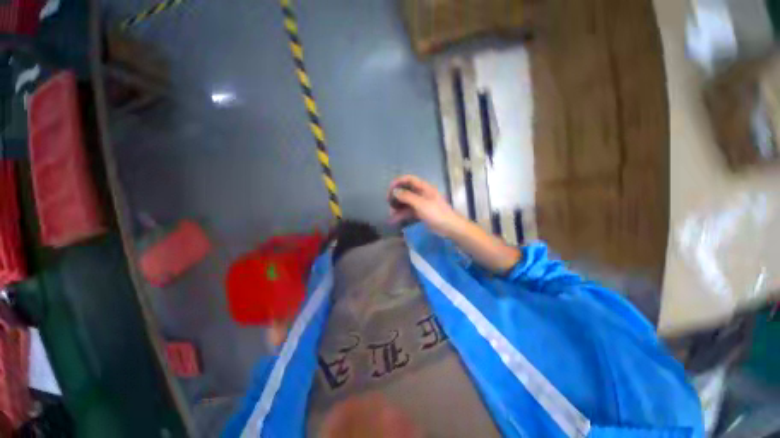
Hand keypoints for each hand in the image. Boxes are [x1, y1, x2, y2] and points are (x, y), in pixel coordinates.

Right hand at [387, 175, 464, 236]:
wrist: (449, 227)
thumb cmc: (436, 213)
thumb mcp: (421, 204)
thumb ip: (407, 197)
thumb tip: (394, 191)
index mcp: (424, 188)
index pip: (409, 179)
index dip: (398, 181)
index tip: (389, 188)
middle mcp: (421, 194)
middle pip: (406, 191)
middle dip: (396, 196)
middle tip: (388, 202)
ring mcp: (421, 204)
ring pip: (406, 202)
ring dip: (398, 207)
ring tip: (390, 214)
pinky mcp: (421, 213)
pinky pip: (409, 211)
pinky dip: (402, 215)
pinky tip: (394, 220)